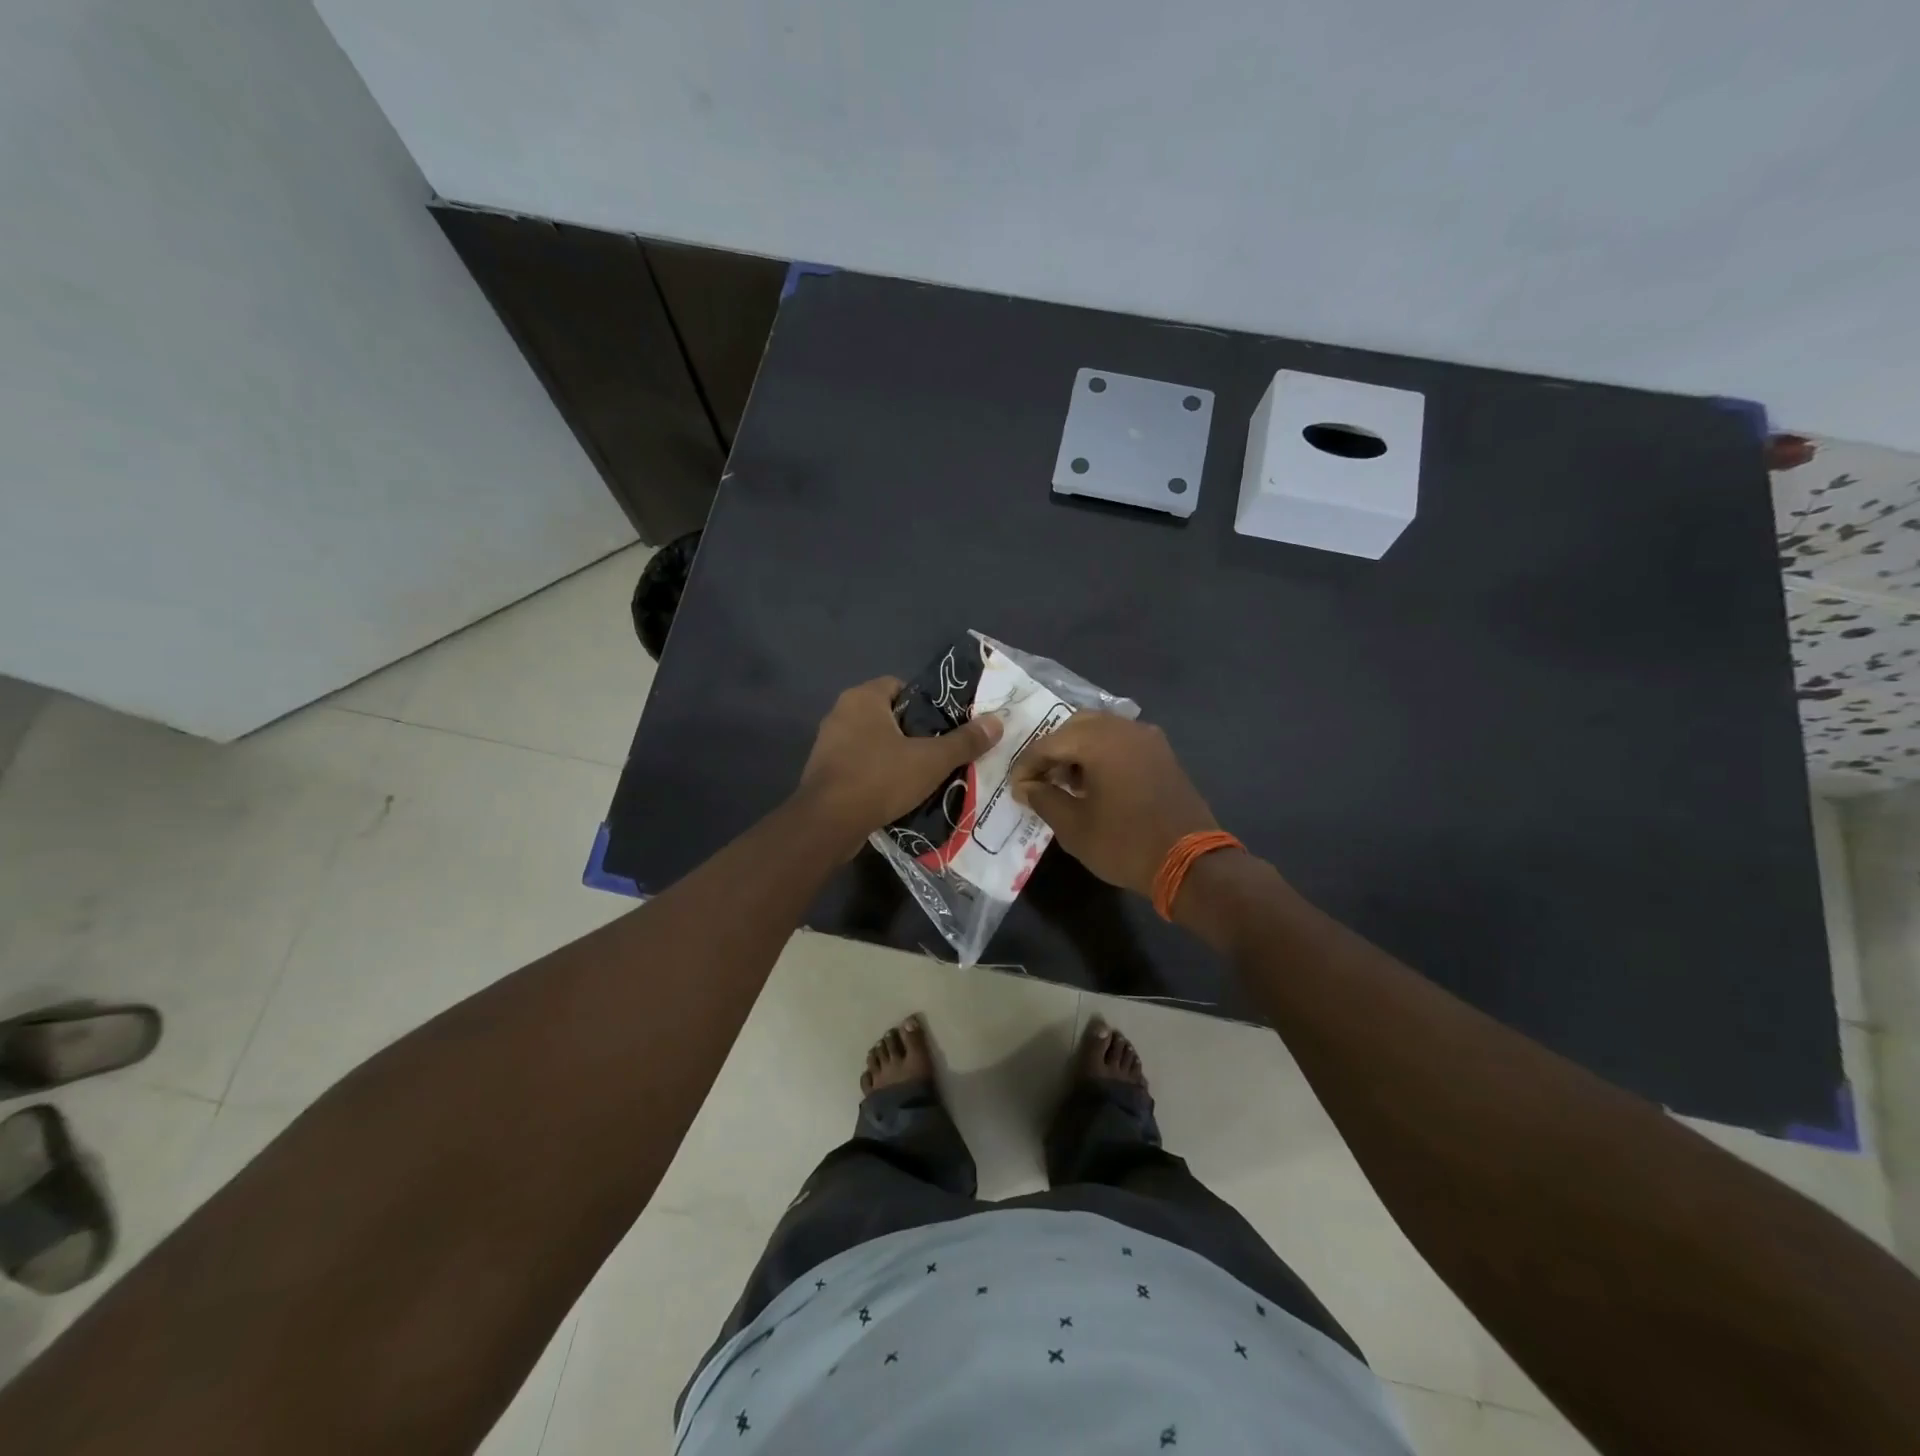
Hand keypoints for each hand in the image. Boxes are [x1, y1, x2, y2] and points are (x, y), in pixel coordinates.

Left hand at [797, 676, 1003, 854]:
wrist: (828, 823)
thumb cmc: (879, 778)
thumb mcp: (931, 760)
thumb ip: (964, 741)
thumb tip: (997, 722)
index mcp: (862, 698)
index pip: (901, 686)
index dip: (926, 703)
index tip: (946, 726)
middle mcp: (841, 713)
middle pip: (888, 715)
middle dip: (914, 733)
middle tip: (941, 752)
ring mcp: (828, 744)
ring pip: (873, 742)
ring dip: (895, 756)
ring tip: (924, 775)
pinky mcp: (823, 772)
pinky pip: (859, 765)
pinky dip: (877, 775)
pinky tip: (897, 793)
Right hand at [1010, 713, 1218, 896]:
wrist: (1191, 863)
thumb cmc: (1125, 844)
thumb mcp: (1074, 827)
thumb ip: (1044, 799)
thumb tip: (1028, 787)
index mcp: (1100, 741)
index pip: (1050, 743)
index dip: (1027, 766)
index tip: (1016, 790)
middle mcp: (1124, 729)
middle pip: (1076, 726)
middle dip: (1053, 750)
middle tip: (1040, 780)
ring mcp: (1148, 739)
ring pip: (1101, 730)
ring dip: (1078, 750)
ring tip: (1066, 783)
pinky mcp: (1162, 754)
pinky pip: (1122, 742)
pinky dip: (1102, 754)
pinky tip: (1095, 783)